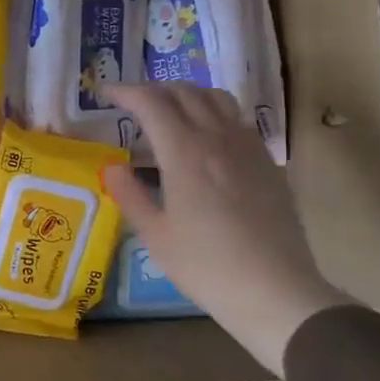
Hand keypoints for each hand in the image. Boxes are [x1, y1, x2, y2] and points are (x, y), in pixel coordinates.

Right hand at [101, 83, 349, 375]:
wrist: (275, 291)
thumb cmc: (206, 266)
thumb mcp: (155, 235)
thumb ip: (130, 194)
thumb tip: (112, 166)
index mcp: (184, 152)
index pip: (151, 102)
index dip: (124, 91)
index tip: (104, 93)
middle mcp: (217, 138)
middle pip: (184, 92)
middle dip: (152, 90)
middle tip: (131, 104)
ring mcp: (248, 147)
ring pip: (215, 98)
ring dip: (186, 94)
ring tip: (169, 111)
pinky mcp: (267, 163)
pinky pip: (237, 119)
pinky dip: (213, 113)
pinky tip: (206, 138)